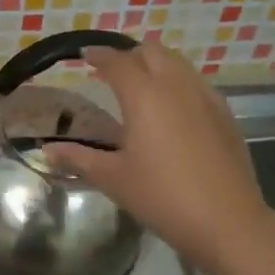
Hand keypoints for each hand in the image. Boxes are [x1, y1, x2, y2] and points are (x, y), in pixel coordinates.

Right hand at [44, 43, 271, 271]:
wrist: (227, 221)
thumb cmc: (162, 197)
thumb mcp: (113, 179)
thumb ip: (78, 158)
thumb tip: (47, 151)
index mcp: (144, 96)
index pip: (117, 62)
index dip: (99, 55)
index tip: (85, 55)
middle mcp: (176, 86)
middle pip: (152, 52)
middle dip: (129, 55)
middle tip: (111, 72)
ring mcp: (206, 97)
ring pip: (178, 64)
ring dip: (156, 65)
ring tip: (141, 86)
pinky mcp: (225, 114)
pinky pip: (197, 83)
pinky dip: (178, 83)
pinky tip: (172, 109)